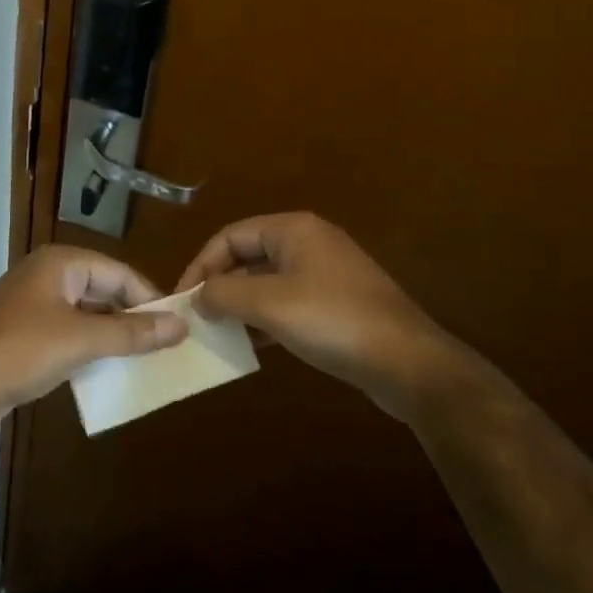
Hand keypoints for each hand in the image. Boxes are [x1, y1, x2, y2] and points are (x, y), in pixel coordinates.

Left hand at [0, 246, 187, 442]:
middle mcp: (49, 276)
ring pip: (87, 315)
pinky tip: (109, 373)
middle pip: (103, 291)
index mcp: (62, 263)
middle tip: (167, 347)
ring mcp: (35, 306)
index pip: (119, 272)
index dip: (148, 298)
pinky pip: (69, 335)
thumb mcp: (80, 339)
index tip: (177, 326)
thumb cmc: (20, 350)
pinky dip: (90, 350)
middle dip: (132, 317)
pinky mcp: (26, 336)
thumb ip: (131, 332)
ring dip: (112, 336)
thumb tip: (180, 325)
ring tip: (146, 362)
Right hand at [177, 213, 446, 417]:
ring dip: (242, 305)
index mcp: (292, 229)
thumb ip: (226, 295)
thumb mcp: (270, 304)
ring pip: (268, 282)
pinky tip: (254, 345)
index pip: (231, 236)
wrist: (408, 363)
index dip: (203, 264)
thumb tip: (199, 297)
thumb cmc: (332, 320)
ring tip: (219, 334)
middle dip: (221, 286)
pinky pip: (289, 302)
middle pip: (249, 256)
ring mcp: (326, 274)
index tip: (184, 298)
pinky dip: (267, 319)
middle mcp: (308, 243)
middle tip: (198, 318)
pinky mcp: (337, 304)